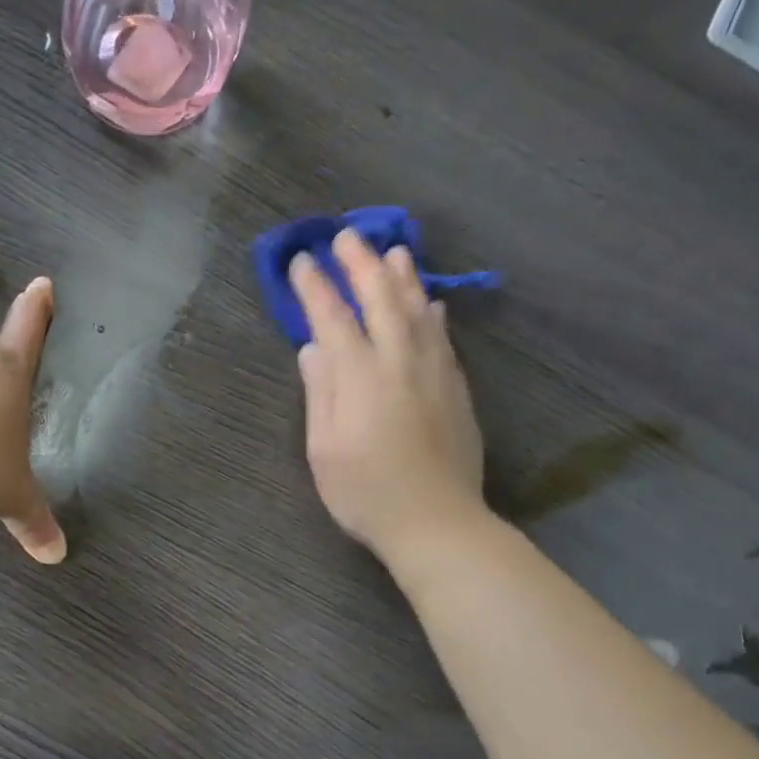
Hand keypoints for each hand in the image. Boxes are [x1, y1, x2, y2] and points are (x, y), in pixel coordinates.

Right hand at [290, 230, 488, 558]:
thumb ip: (320, 391)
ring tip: (393, 251)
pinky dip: (433, 312)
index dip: (315, 287)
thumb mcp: (324, 448)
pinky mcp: (456, 389)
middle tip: (347, 236)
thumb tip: (313, 348)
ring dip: (403, 278)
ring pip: (418, 311)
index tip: (302, 261)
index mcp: (359, 377)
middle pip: (380, 301)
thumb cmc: (365, 491)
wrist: (436, 522)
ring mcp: (433, 373)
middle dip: (361, 265)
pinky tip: (430, 301)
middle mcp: (398, 363)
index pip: (333, 318)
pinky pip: (443, 337)